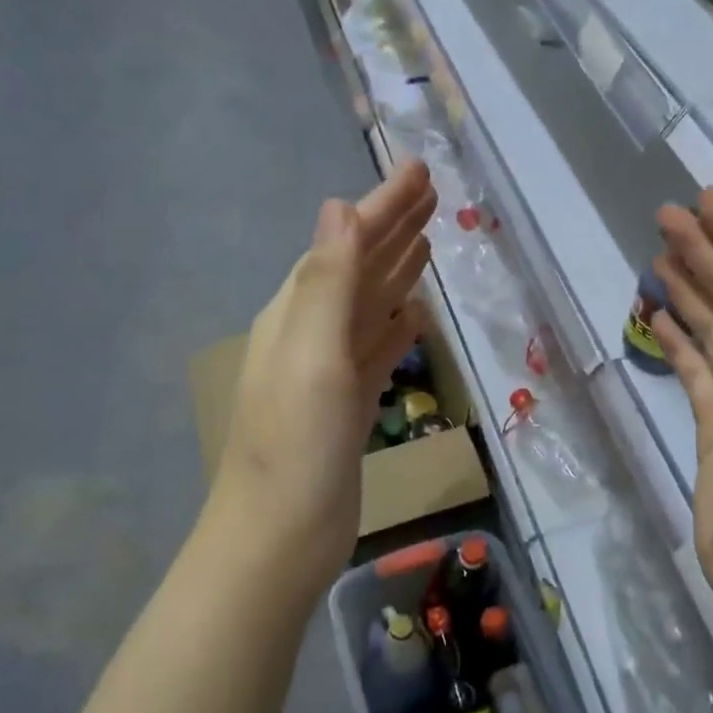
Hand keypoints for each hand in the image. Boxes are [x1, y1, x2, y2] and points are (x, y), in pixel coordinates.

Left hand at [212, 160, 436, 592]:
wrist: (280, 539)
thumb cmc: (296, 449)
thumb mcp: (312, 358)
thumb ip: (327, 283)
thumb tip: (339, 207)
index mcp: (297, 314)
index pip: (345, 244)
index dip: (383, 207)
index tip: (421, 172)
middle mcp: (310, 333)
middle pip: (359, 267)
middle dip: (393, 228)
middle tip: (433, 193)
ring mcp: (330, 371)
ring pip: (370, 305)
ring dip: (397, 271)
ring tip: (429, 241)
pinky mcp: (349, 404)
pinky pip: (377, 348)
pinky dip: (397, 325)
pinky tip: (417, 316)